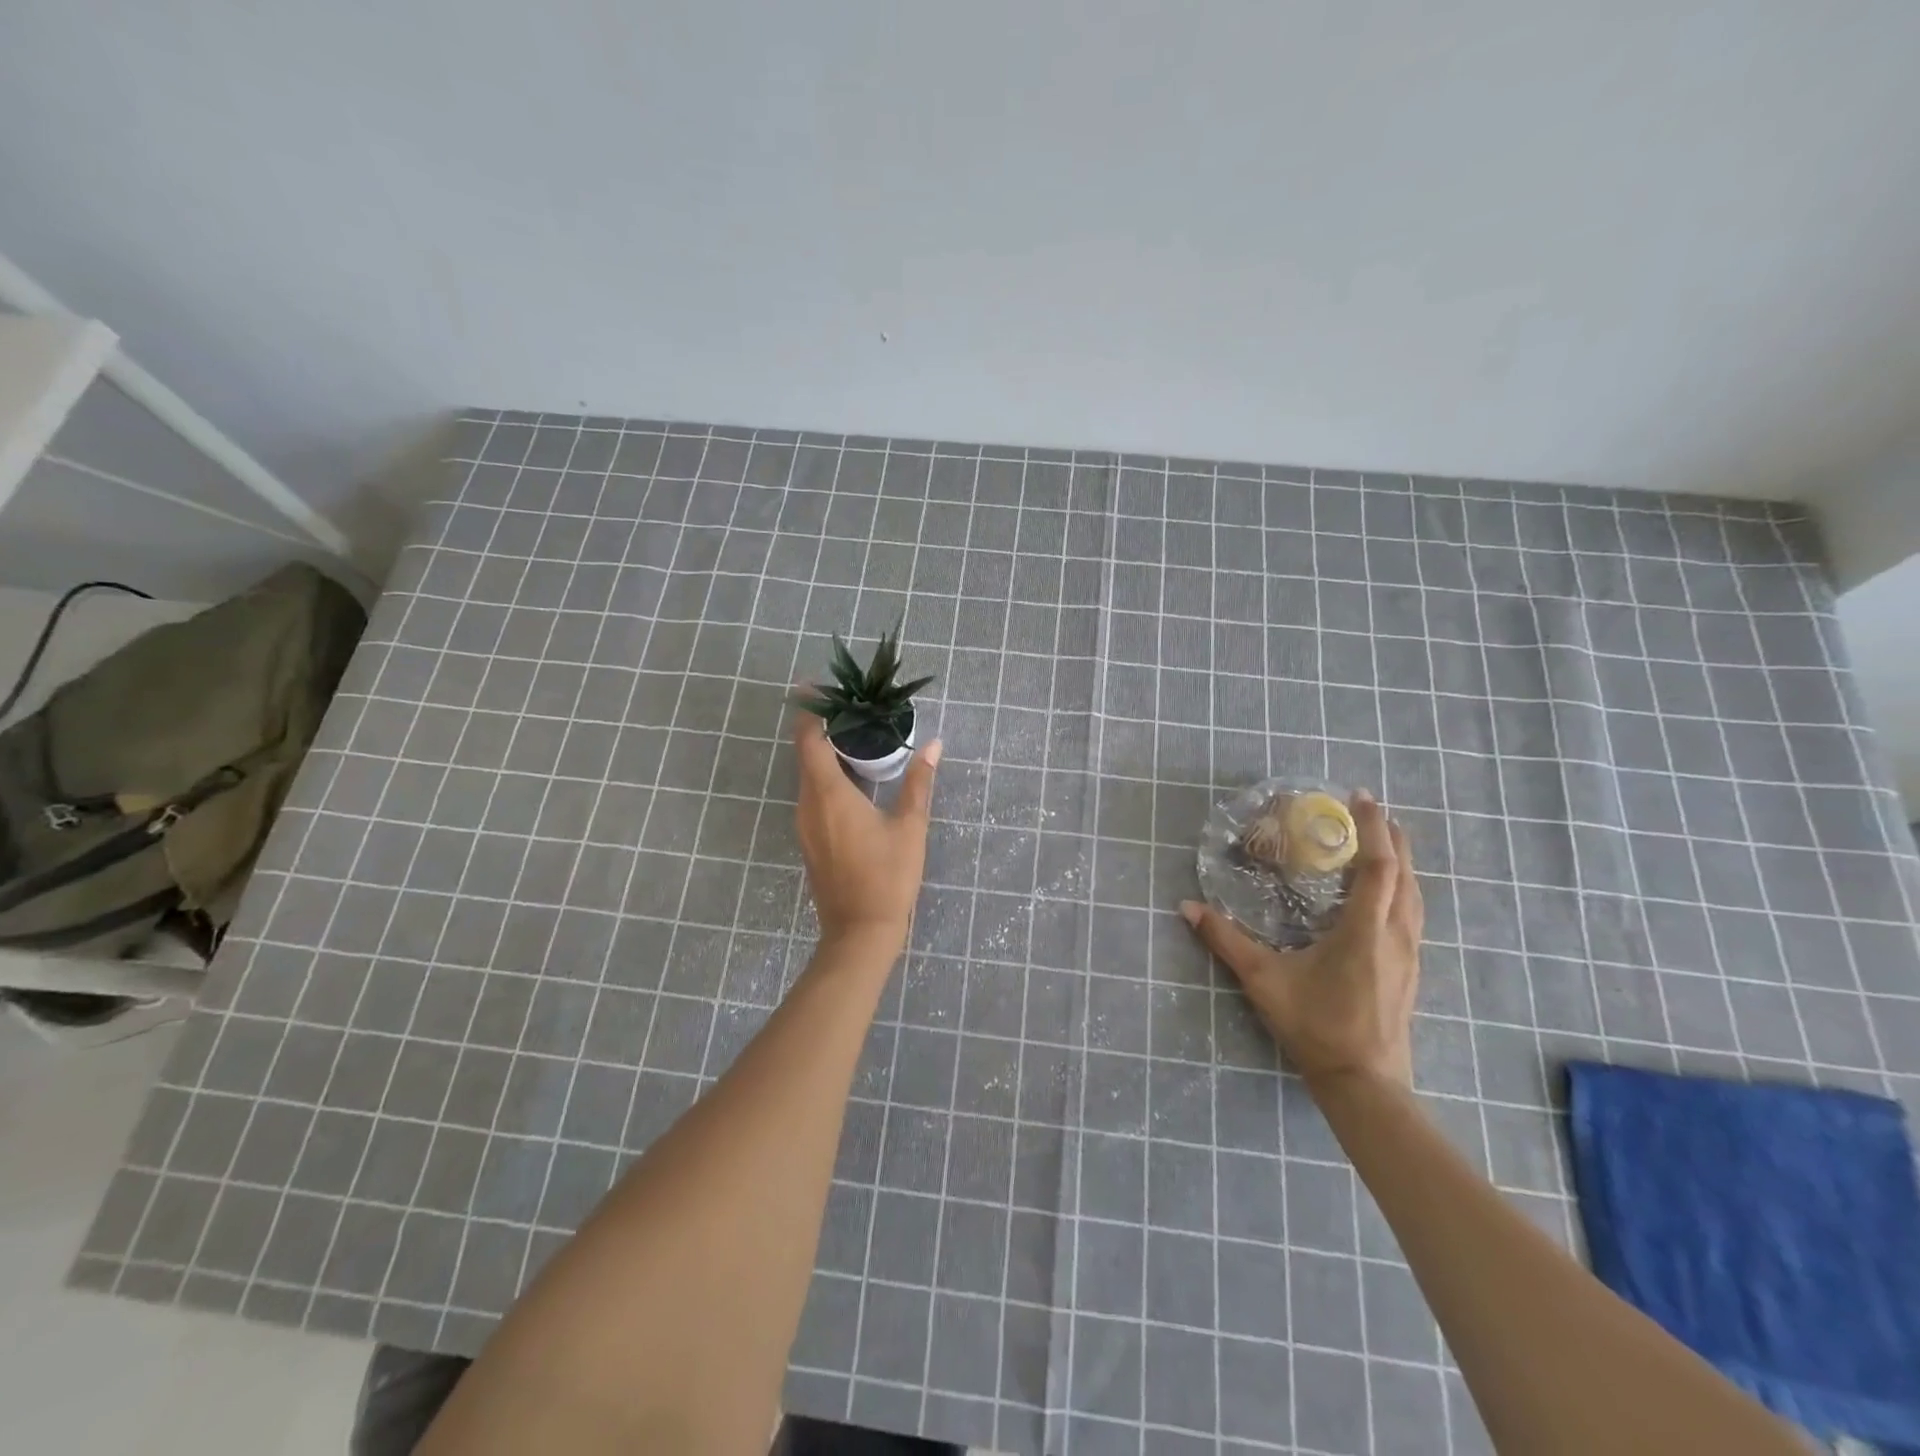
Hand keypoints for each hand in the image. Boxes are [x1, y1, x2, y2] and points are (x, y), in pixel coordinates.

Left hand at [792, 703, 940, 953]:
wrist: (859, 933)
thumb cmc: (887, 877)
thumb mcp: (910, 827)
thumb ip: (919, 782)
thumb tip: (934, 746)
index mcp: (829, 794)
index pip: (810, 739)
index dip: (811, 710)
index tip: (818, 686)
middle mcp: (808, 804)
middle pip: (806, 753)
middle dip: (821, 725)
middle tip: (850, 705)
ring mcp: (805, 824)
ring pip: (808, 775)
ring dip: (824, 751)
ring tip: (856, 734)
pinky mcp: (810, 839)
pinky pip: (812, 794)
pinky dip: (826, 775)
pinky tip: (852, 775)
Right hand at [1181, 790, 1421, 1091]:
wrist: (1364, 1084)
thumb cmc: (1316, 1026)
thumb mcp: (1264, 980)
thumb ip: (1225, 940)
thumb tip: (1188, 907)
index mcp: (1366, 930)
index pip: (1380, 866)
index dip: (1373, 828)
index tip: (1361, 798)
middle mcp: (1396, 934)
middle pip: (1405, 873)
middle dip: (1391, 836)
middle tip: (1370, 809)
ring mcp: (1409, 954)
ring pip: (1415, 894)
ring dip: (1402, 861)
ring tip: (1383, 840)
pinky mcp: (1410, 969)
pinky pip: (1412, 913)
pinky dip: (1402, 887)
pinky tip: (1386, 893)